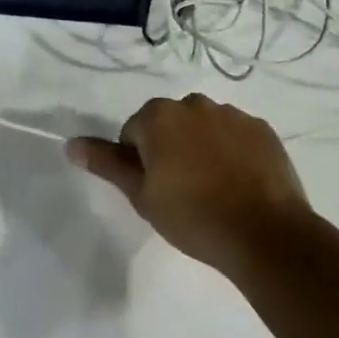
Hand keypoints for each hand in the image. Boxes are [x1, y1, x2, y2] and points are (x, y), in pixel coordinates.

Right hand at [68, 94, 312, 276]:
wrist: (266, 234)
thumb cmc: (194, 216)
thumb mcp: (142, 196)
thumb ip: (107, 164)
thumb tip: (71, 143)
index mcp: (159, 115)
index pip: (134, 132)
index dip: (140, 163)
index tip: (156, 191)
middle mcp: (193, 103)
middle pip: (169, 124)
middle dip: (170, 149)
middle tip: (181, 192)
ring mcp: (231, 113)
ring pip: (203, 127)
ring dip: (201, 147)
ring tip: (213, 190)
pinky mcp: (261, 128)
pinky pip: (236, 135)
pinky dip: (232, 152)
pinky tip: (240, 184)